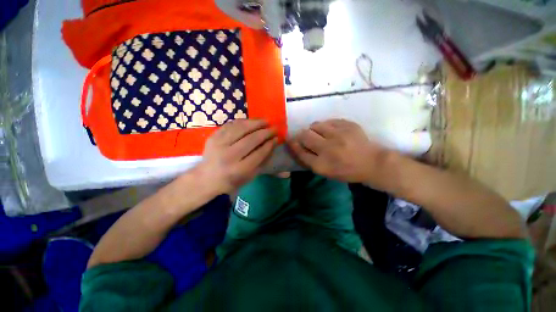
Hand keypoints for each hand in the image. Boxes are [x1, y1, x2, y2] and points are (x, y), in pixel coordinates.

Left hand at [195, 120, 276, 194]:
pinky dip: (243, 122)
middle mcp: (229, 156)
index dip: (270, 144)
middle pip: (251, 139)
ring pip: (241, 128)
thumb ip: (263, 161)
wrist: (207, 178)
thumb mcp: (250, 176)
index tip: (276, 138)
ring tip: (265, 121)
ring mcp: (219, 144)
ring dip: (256, 123)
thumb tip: (273, 145)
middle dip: (266, 132)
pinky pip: (230, 125)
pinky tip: (251, 122)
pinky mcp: (213, 137)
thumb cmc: (232, 180)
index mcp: (239, 170)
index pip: (259, 153)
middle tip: (274, 128)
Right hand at [288, 119, 390, 185]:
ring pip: (316, 125)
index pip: (300, 152)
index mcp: (322, 165)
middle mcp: (329, 149)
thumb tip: (296, 145)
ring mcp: (339, 135)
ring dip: (314, 129)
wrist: (372, 162)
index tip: (289, 139)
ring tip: (320, 134)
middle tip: (305, 137)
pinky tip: (332, 131)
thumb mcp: (325, 171)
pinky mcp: (348, 125)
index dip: (292, 144)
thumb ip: (309, 159)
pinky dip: (326, 126)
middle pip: (305, 135)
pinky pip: (328, 121)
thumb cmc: (346, 170)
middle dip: (301, 135)